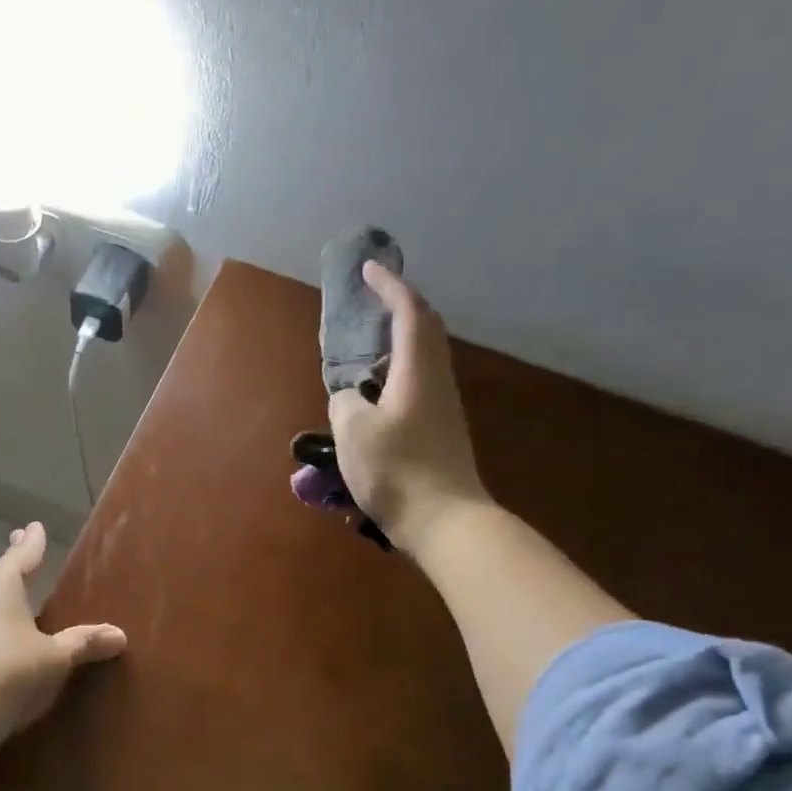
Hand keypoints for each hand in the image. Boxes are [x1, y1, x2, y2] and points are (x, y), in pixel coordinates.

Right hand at [328, 262, 489, 557]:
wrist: (446, 522)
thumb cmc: (398, 471)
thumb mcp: (353, 432)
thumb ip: (346, 403)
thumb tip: (351, 397)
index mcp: (418, 371)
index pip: (409, 313)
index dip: (390, 286)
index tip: (369, 269)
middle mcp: (437, 382)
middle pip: (425, 331)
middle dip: (399, 309)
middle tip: (370, 305)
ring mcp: (443, 409)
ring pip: (423, 361)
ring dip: (396, 346)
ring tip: (363, 355)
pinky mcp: (441, 433)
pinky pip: (418, 387)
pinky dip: (396, 378)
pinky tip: (373, 400)